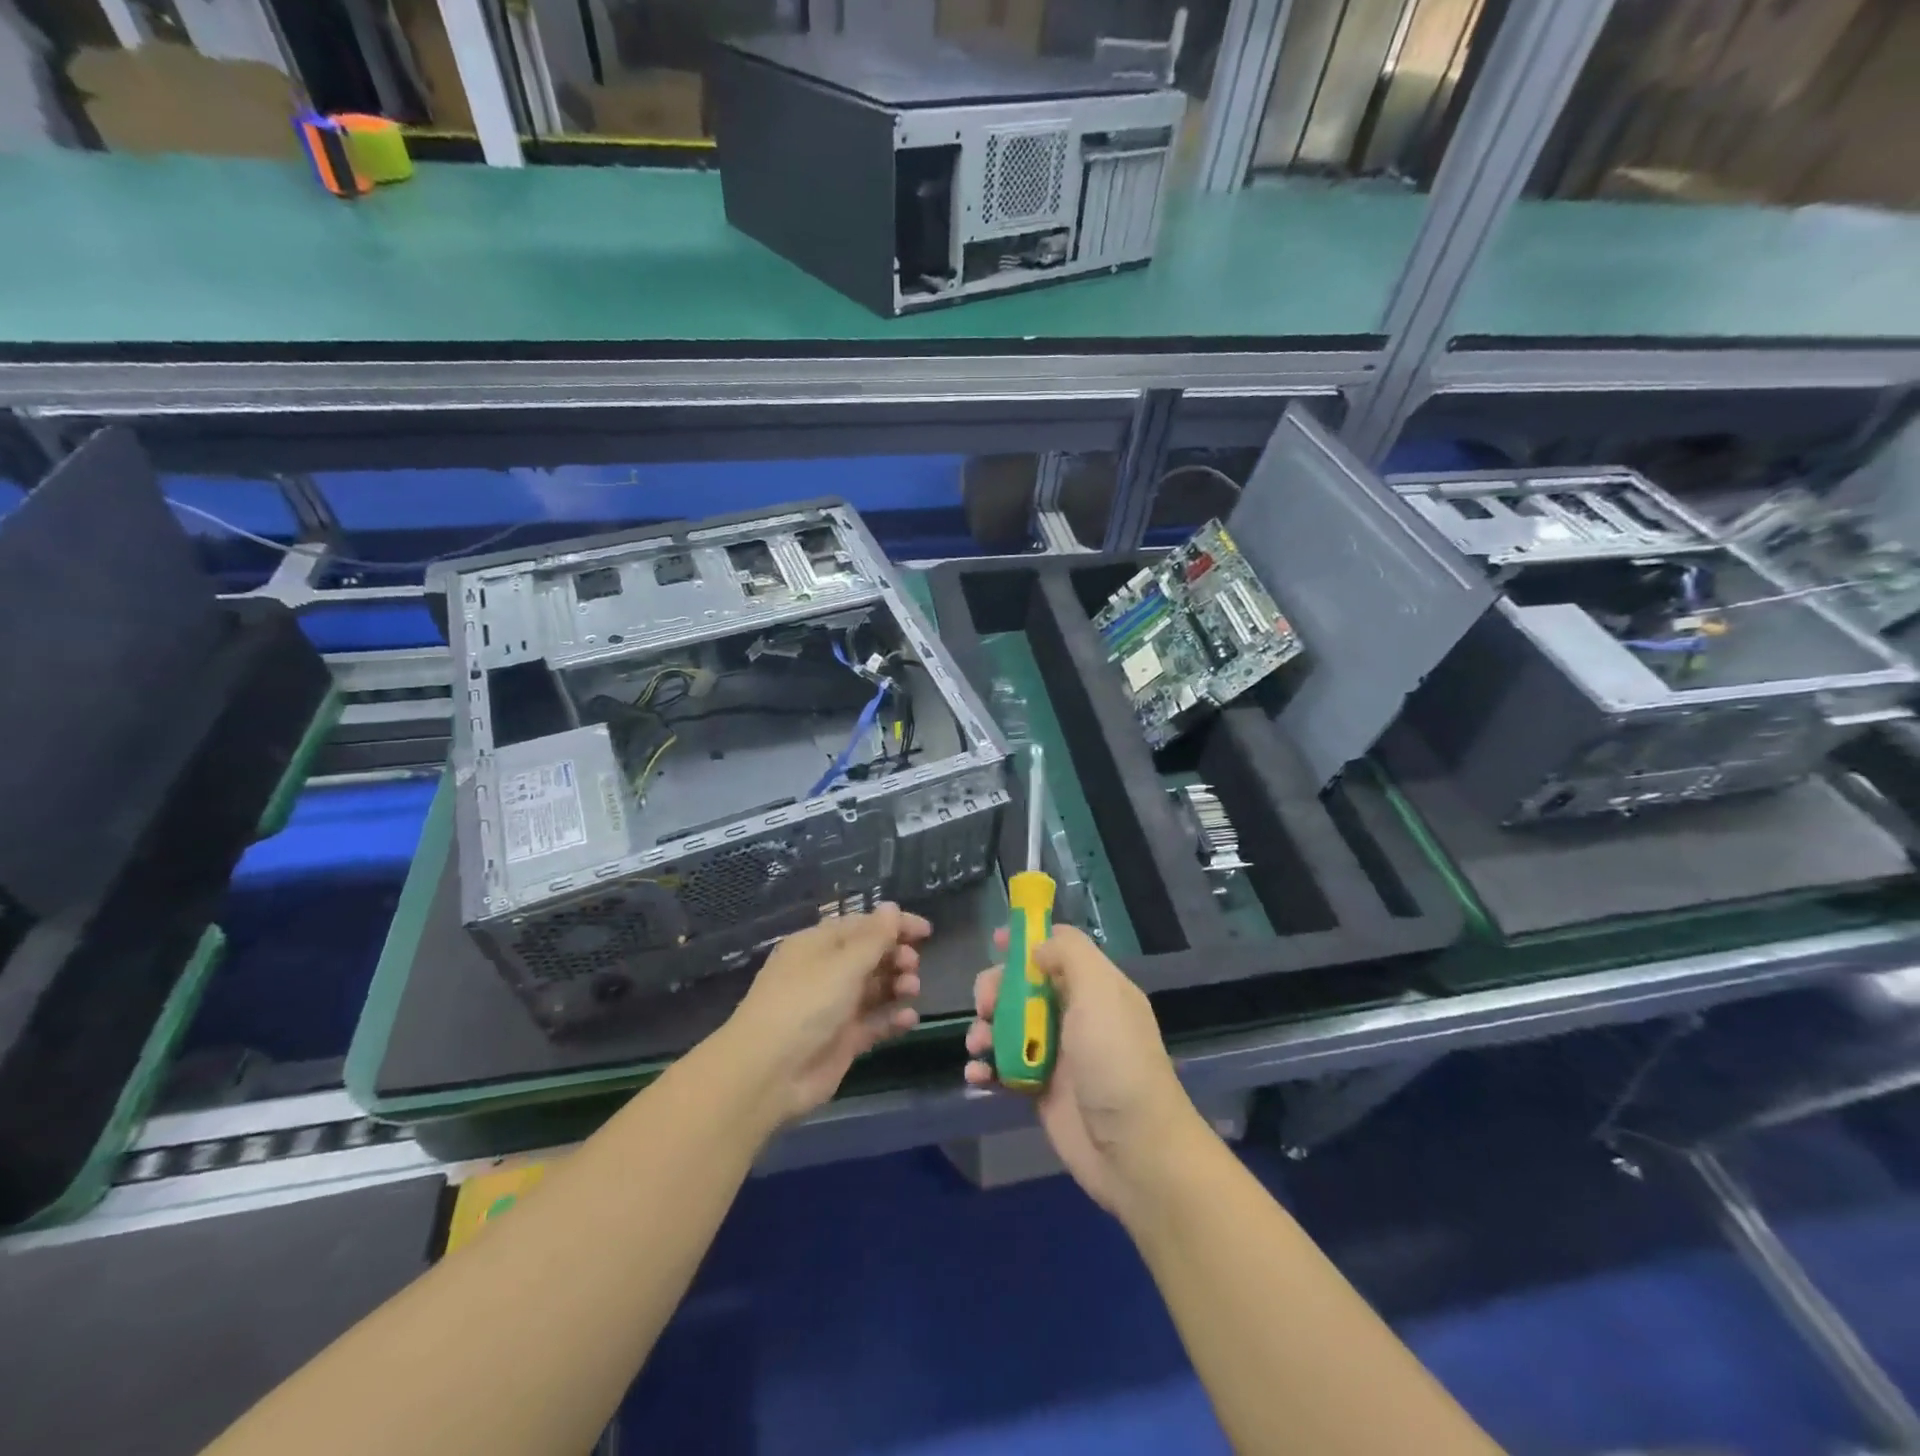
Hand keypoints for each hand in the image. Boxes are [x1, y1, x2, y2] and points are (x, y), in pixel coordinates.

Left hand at [723, 904, 929, 1121]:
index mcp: (817, 945)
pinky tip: (910, 1019)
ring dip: (897, 985)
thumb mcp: (842, 965)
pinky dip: (893, 1018)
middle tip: (913, 964)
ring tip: (912, 989)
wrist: (768, 1074)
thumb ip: (874, 938)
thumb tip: (891, 907)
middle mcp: (825, 972)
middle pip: (869, 956)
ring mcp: (834, 1008)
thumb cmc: (804, 1005)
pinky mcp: (842, 1040)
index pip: (862, 925)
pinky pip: (874, 1022)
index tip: (927, 931)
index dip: (894, 925)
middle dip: (896, 956)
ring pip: (874, 988)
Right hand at [964, 925, 1204, 1213]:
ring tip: (978, 1046)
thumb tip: (1037, 947)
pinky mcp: (1039, 1089)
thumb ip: (1070, 955)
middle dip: (996, 989)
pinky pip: (1003, 1067)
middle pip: (1024, 985)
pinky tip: (977, 1075)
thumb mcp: (1100, 993)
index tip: (995, 942)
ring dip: (984, 1029)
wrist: (1134, 1152)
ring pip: (1008, 1025)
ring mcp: (1056, 1053)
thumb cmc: (1116, 1062)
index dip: (1027, 941)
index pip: (1058, 949)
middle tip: (985, 1005)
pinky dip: (985, 1067)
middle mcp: (1075, 1014)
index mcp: (1095, 987)